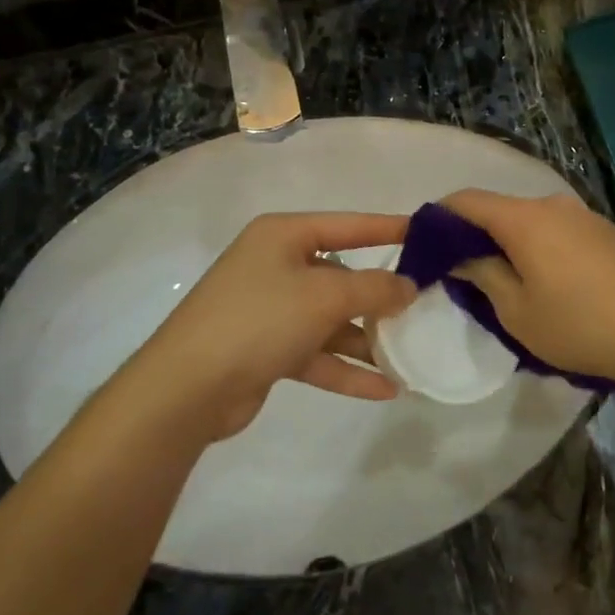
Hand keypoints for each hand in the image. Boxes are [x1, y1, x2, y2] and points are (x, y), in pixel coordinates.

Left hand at [122, 212, 415, 441]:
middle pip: (341, 275)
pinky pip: (317, 354)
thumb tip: (408, 286)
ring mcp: (270, 310)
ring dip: (366, 339)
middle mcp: (276, 266)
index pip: (347, 225)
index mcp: (283, 236)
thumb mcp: (324, 296)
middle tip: (425, 305)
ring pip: (331, 319)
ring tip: (411, 354)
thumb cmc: (260, 319)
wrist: (188, 387)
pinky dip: (347, 369)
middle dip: (380, 295)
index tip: (427, 234)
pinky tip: (386, 389)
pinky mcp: (267, 350)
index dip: (388, 228)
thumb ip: (374, 289)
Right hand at [443, 190, 614, 388]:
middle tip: (459, 270)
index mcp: (524, 219)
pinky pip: (556, 230)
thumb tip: (461, 256)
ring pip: (529, 220)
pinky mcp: (605, 232)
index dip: (438, 217)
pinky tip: (545, 281)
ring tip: (502, 280)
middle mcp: (552, 205)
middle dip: (473, 234)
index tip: (423, 243)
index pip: (465, 200)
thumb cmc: (579, 325)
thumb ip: (482, 275)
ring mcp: (583, 215)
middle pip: (498, 209)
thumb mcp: (516, 311)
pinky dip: (536, 246)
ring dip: (507, 242)